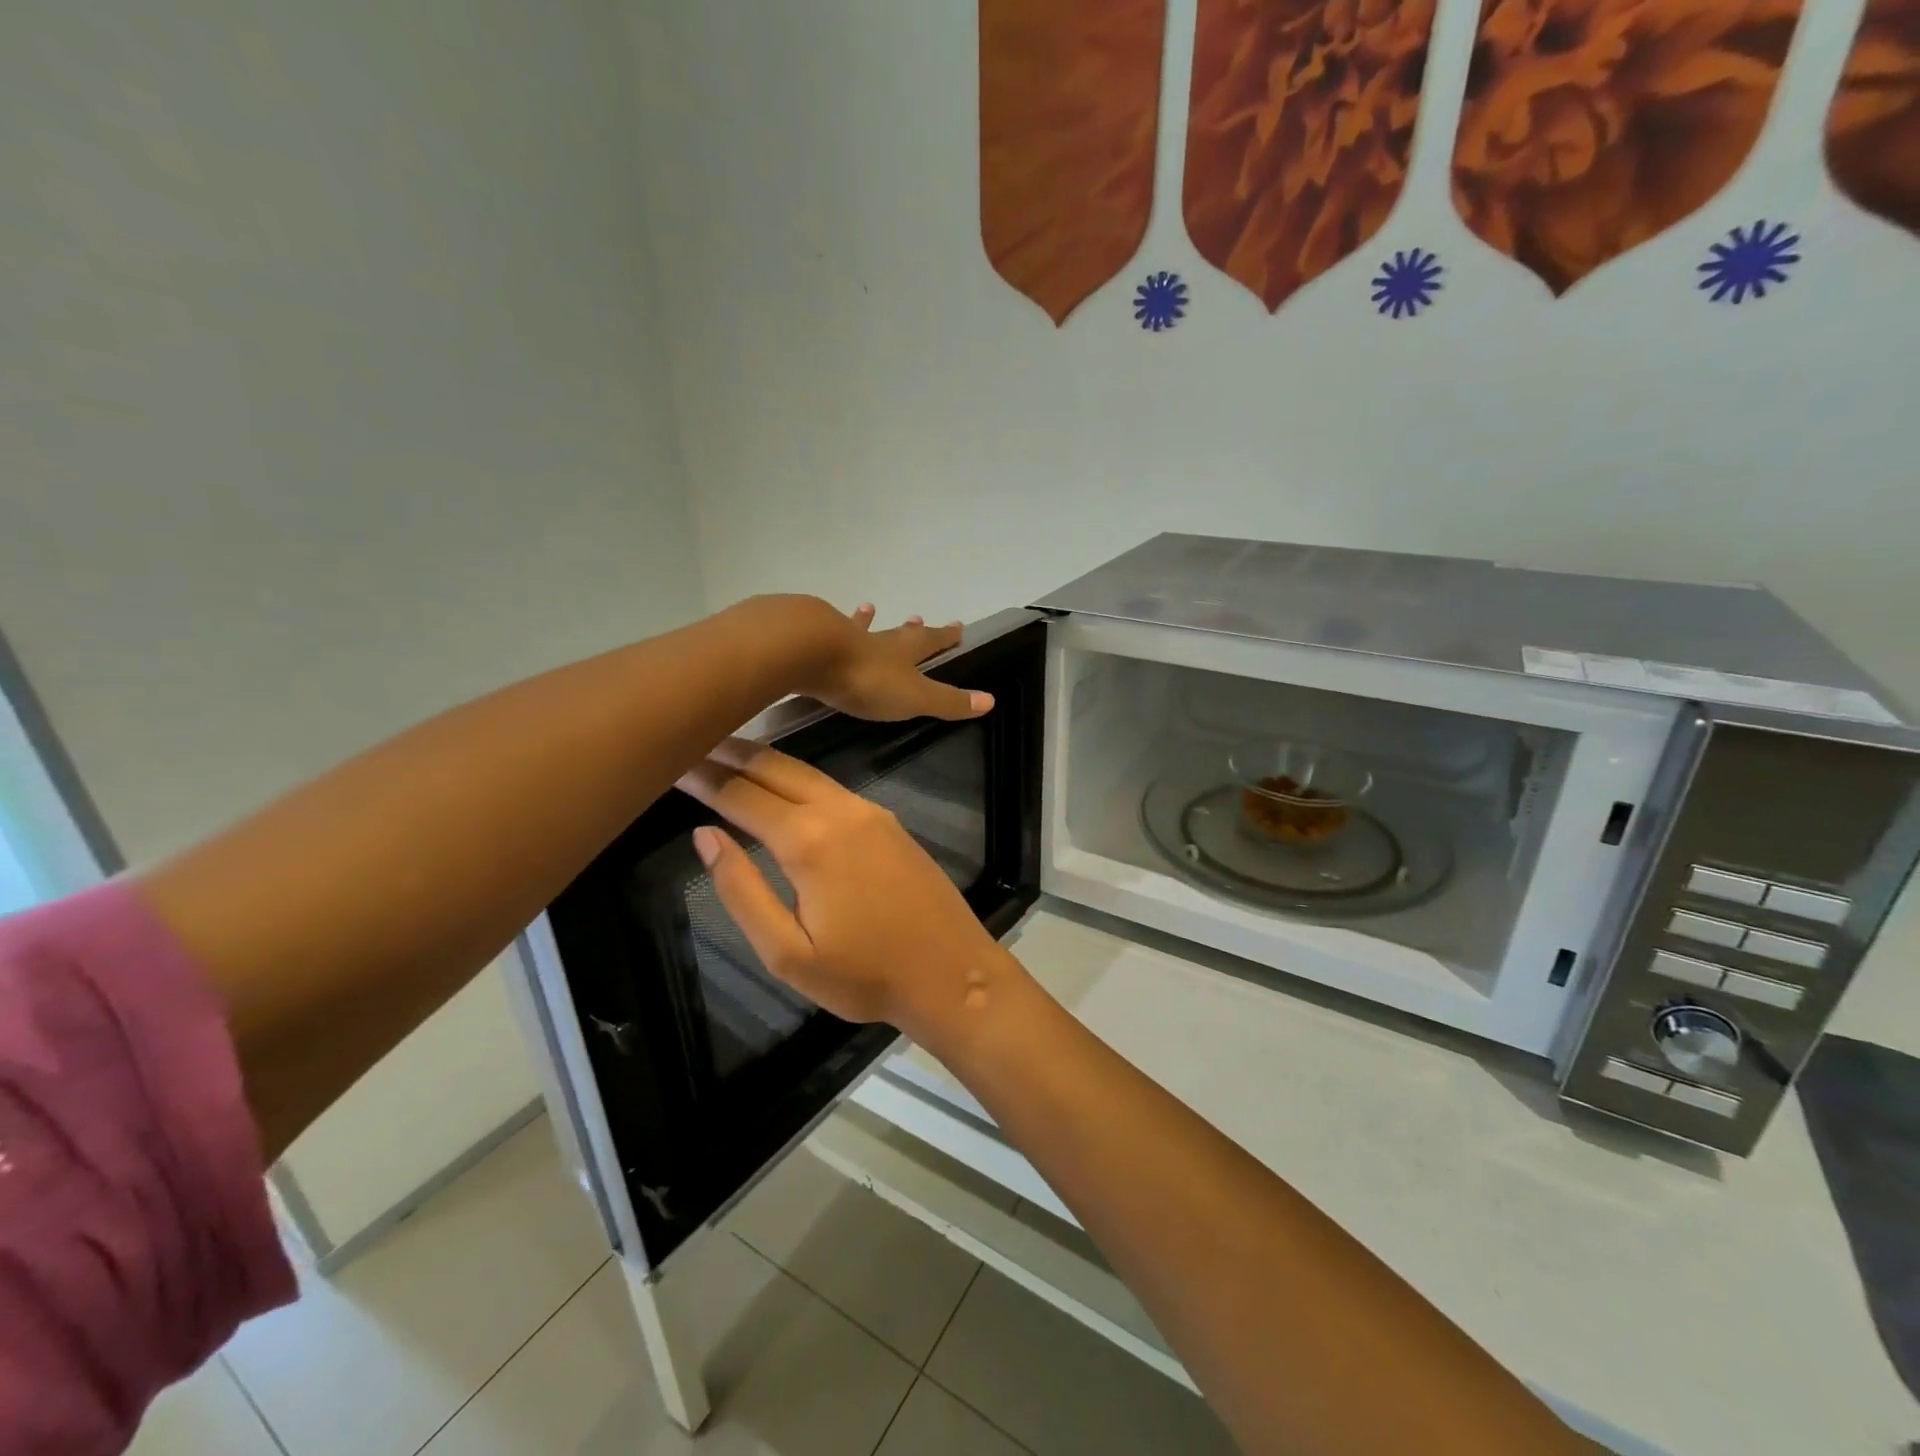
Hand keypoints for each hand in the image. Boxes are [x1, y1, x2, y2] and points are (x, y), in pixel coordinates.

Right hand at [679, 739, 1016, 1041]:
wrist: (951, 972)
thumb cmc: (864, 975)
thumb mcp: (787, 952)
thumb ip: (741, 889)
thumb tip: (704, 835)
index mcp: (809, 841)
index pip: (741, 795)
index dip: (703, 777)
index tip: (670, 760)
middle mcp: (840, 811)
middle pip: (774, 768)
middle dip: (731, 753)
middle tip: (692, 740)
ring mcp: (870, 812)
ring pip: (806, 772)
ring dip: (765, 760)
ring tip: (727, 753)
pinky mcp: (888, 821)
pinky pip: (832, 787)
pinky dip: (797, 776)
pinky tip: (782, 783)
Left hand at [796, 601, 992, 722]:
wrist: (810, 653)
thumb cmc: (868, 679)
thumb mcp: (914, 696)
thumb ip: (948, 701)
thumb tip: (990, 700)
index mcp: (903, 651)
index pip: (931, 641)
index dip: (945, 636)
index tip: (958, 625)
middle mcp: (876, 639)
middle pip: (898, 633)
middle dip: (910, 629)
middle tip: (916, 617)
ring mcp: (842, 638)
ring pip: (860, 628)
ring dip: (867, 621)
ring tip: (869, 608)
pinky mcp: (812, 642)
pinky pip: (826, 635)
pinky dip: (829, 631)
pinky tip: (822, 624)